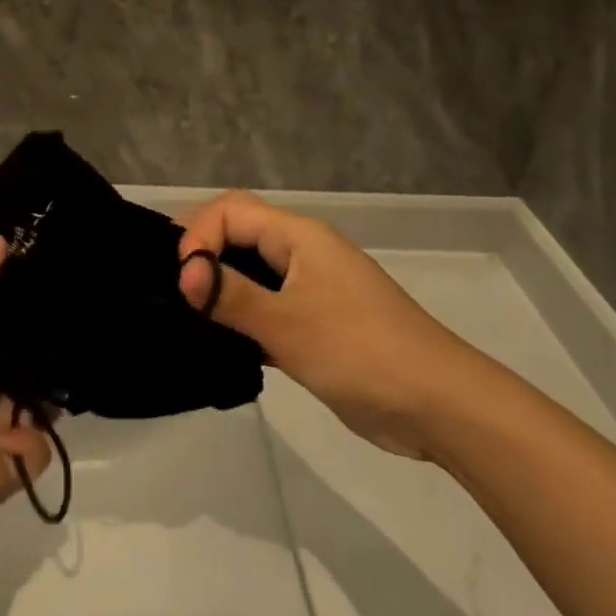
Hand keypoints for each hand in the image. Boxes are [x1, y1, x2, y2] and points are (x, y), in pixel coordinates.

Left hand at [0, 239, 53, 525]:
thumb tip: (0, 237)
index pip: (4, 338)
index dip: (24, 322)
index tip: (54, 299)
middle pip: (27, 373)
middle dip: (45, 362)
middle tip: (76, 336)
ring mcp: (3, 433)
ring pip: (42, 408)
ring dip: (43, 402)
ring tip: (68, 377)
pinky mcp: (20, 465)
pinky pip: (42, 444)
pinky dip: (28, 440)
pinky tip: (15, 435)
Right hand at [178, 191, 481, 459]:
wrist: (437, 404)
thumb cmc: (359, 351)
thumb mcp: (287, 323)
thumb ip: (232, 295)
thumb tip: (184, 274)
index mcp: (299, 236)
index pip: (231, 210)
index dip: (199, 236)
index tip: (184, 282)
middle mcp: (303, 252)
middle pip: (240, 233)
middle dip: (204, 255)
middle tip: (177, 295)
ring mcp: (312, 288)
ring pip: (252, 272)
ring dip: (221, 288)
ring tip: (192, 319)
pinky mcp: (316, 323)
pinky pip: (267, 306)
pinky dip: (243, 317)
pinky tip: (223, 344)